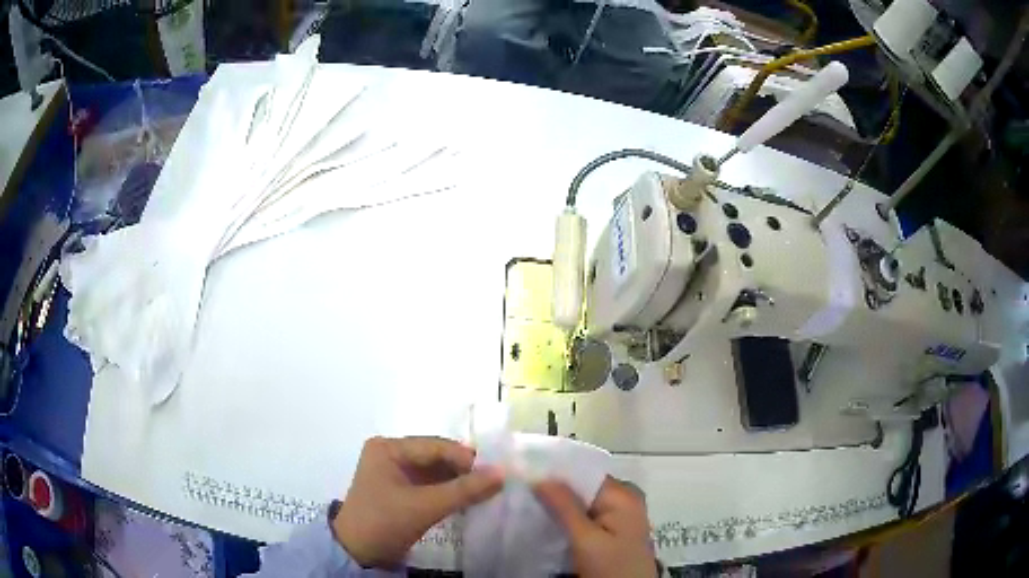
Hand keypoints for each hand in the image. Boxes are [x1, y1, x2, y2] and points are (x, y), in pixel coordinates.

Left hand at [332, 436, 503, 568]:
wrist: (357, 552)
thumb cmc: (384, 522)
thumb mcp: (425, 506)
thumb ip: (464, 490)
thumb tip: (502, 473)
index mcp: (388, 448)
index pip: (435, 446)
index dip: (466, 459)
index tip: (495, 474)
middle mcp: (390, 453)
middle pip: (436, 456)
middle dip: (464, 470)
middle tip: (494, 482)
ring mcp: (394, 472)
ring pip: (435, 471)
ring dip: (458, 481)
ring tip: (486, 491)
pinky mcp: (399, 490)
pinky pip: (430, 484)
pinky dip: (448, 491)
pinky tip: (468, 499)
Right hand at [535, 477, 656, 577]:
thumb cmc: (611, 568)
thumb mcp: (586, 540)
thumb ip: (565, 507)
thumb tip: (539, 476)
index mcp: (622, 495)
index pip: (583, 473)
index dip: (554, 473)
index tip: (523, 475)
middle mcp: (623, 499)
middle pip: (582, 487)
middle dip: (553, 490)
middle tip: (520, 493)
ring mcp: (618, 515)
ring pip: (581, 502)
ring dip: (557, 505)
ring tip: (526, 505)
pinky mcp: (612, 530)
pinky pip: (586, 516)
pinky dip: (567, 518)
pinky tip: (545, 522)